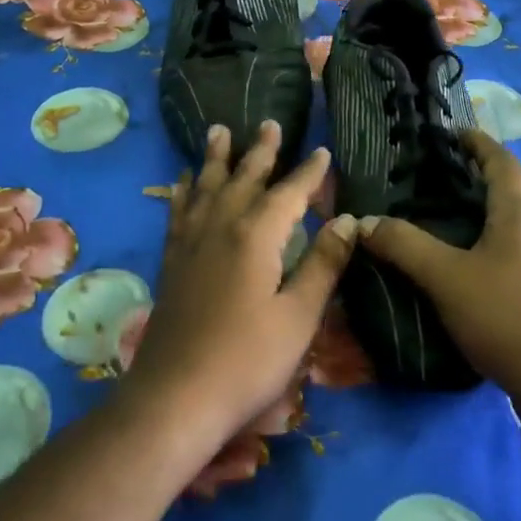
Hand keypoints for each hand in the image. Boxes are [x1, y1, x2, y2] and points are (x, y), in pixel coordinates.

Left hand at [127, 120, 358, 439]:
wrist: (175, 397)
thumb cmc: (247, 360)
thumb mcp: (299, 316)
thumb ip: (323, 264)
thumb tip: (348, 219)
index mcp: (256, 236)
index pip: (289, 192)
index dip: (308, 172)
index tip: (322, 151)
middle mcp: (220, 226)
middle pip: (244, 178)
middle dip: (261, 151)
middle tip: (269, 123)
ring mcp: (191, 243)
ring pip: (207, 186)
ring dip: (216, 158)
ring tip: (219, 130)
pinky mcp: (172, 262)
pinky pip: (178, 211)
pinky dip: (184, 191)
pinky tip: (183, 182)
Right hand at [359, 130, 520, 408]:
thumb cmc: (506, 316)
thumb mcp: (444, 278)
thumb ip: (404, 246)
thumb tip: (365, 221)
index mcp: (520, 210)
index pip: (501, 160)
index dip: (478, 143)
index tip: (455, 134)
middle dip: (501, 169)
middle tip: (468, 172)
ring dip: (514, 201)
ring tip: (477, 212)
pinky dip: (517, 233)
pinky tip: (492, 258)